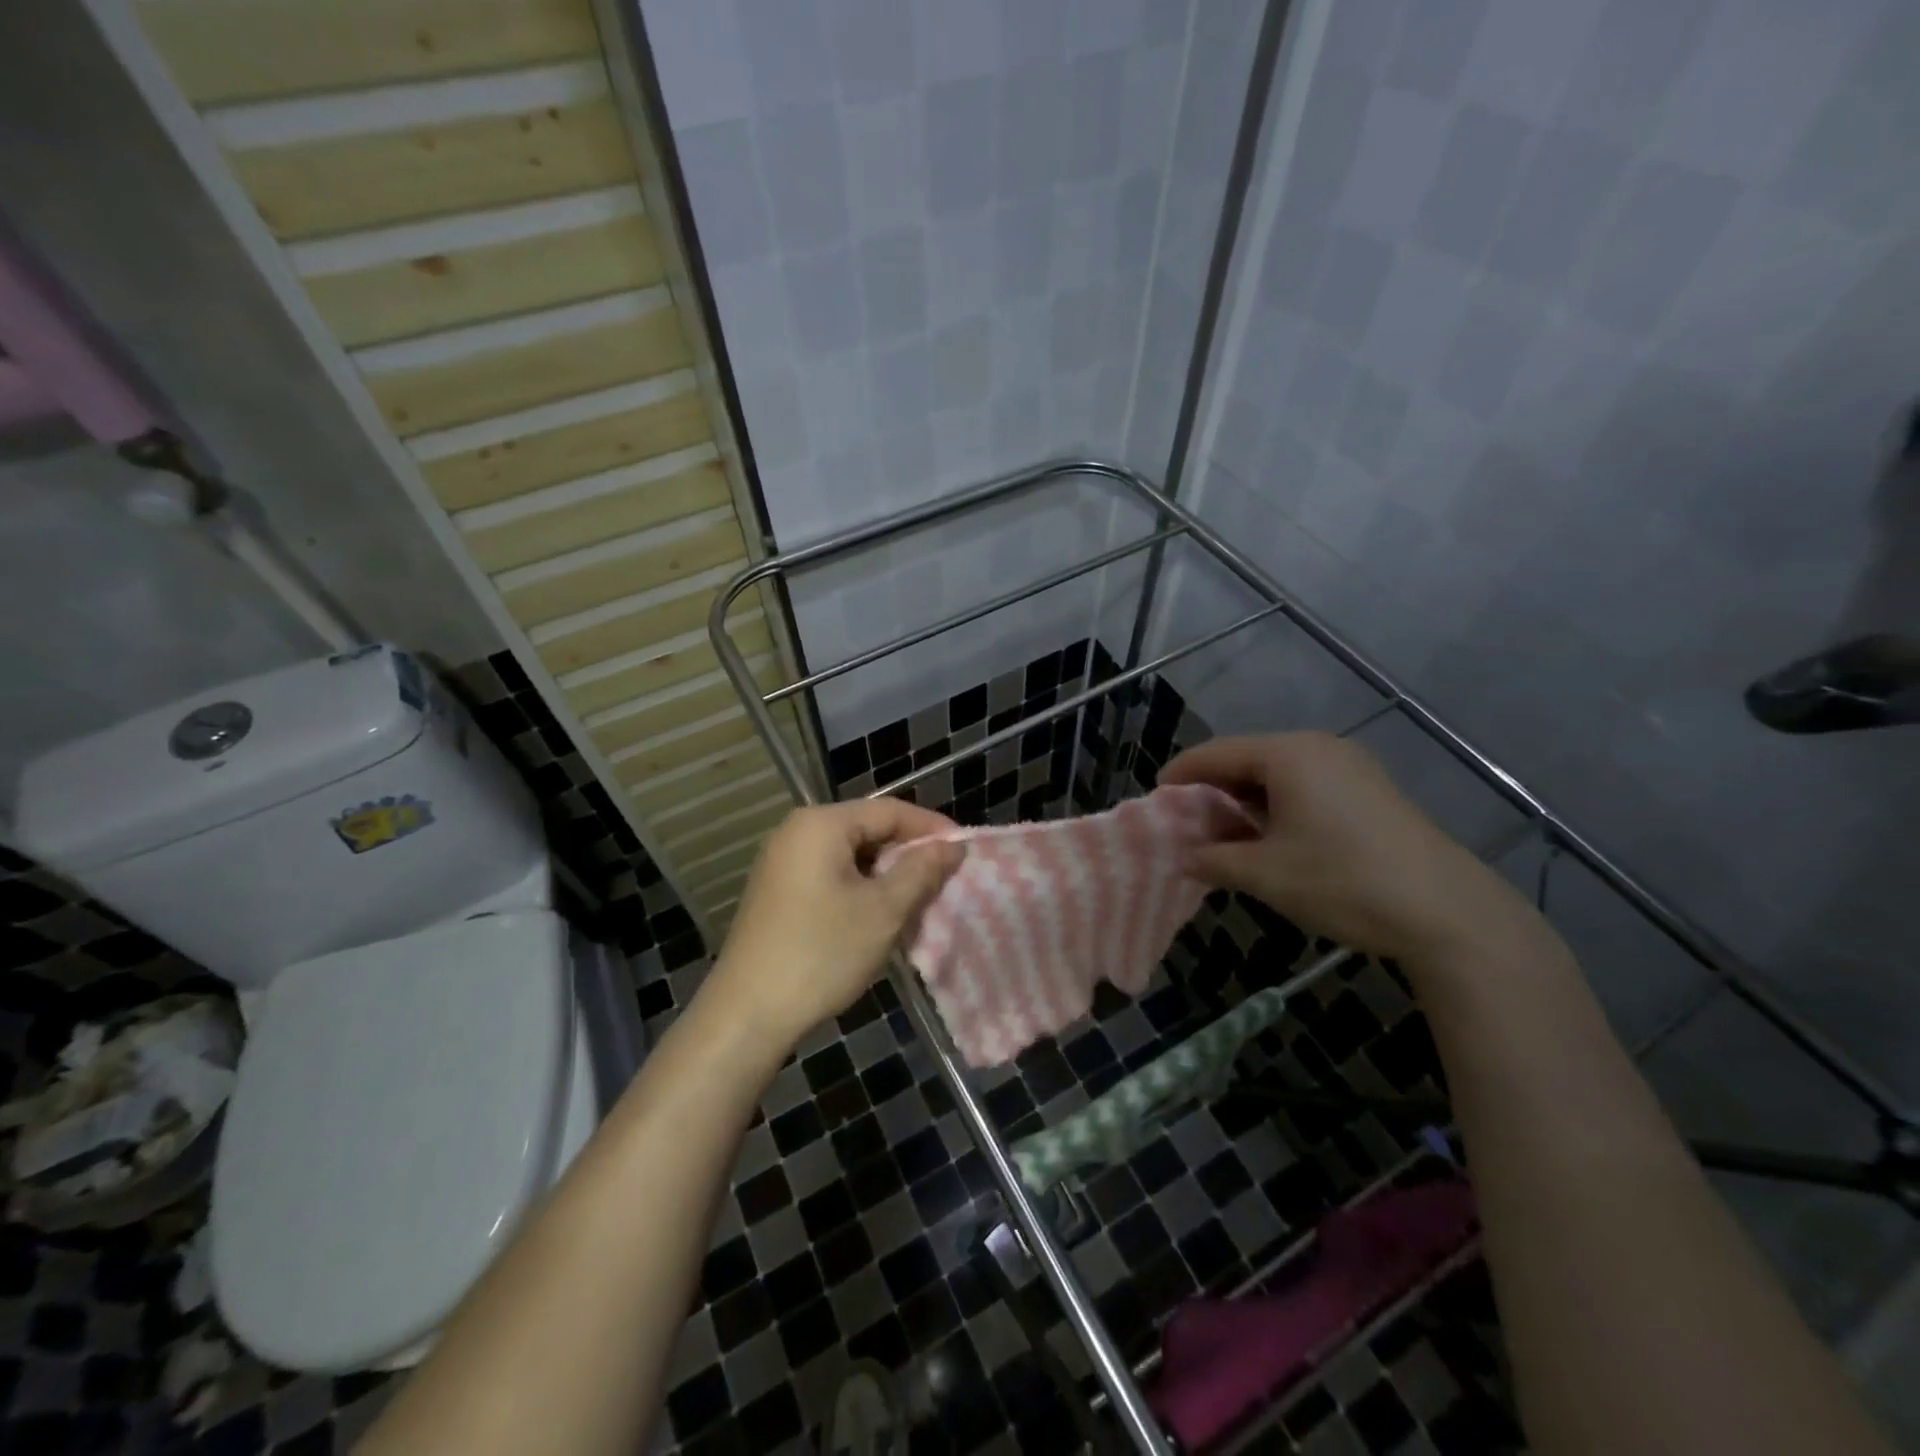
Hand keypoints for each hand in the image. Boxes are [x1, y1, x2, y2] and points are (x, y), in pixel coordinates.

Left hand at [703, 799, 964, 1051]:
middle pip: (869, 829)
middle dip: (909, 853)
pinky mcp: (778, 890)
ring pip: (852, 855)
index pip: (890, 810)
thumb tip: (953, 845)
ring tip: (920, 900)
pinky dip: (861, 888)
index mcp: (821, 824)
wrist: (748, 1013)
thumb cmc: (821, 953)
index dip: (931, 828)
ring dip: (887, 875)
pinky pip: (831, 875)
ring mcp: (783, 861)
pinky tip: (880, 916)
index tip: (965, 851)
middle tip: (945, 879)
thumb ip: (922, 870)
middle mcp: (798, 831)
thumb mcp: (883, 911)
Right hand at [1162, 732, 1532, 962]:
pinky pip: (1306, 786)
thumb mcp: (1265, 875)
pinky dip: (1277, 807)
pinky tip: (1270, 839)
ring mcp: (1350, 767)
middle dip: (1212, 791)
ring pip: (1278, 775)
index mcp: (1288, 754)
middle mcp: (1318, 748)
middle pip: (1247, 759)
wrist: (1447, 911)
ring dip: (1245, 802)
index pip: (1216, 753)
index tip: (1155, 800)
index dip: (1180, 775)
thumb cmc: (1342, 881)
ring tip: (1223, 835)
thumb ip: (1213, 860)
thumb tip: (1184, 858)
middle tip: (1186, 823)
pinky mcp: (1370, 791)